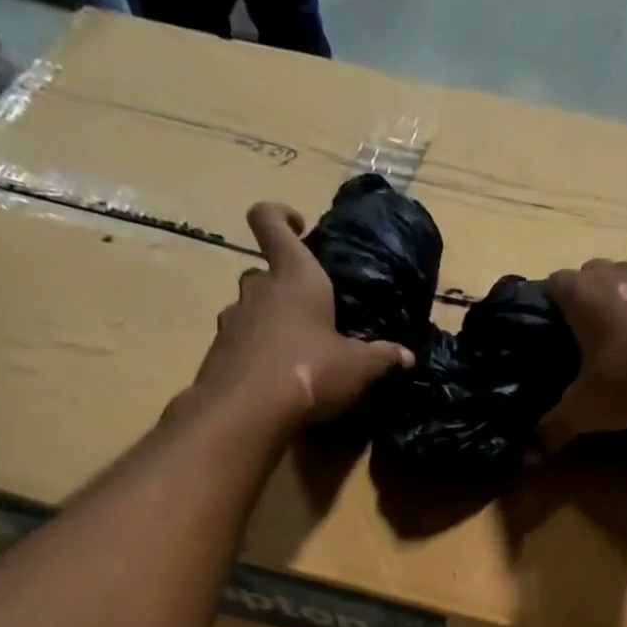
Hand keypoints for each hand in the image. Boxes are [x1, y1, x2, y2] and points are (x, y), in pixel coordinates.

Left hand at [185, 202, 412, 430]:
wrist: (247, 411)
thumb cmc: (310, 371)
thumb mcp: (357, 368)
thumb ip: (382, 358)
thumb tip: (406, 356)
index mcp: (294, 277)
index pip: (270, 222)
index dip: (280, 215)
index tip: (298, 225)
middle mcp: (258, 290)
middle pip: (263, 273)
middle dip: (283, 286)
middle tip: (310, 311)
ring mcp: (233, 321)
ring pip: (251, 309)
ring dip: (269, 322)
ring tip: (295, 351)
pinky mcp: (220, 354)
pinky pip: (241, 344)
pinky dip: (257, 354)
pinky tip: (277, 379)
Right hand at [537, 258, 626, 451]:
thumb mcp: (586, 411)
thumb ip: (554, 428)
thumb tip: (529, 455)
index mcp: (586, 294)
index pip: (554, 283)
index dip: (549, 304)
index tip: (550, 330)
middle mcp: (622, 275)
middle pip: (593, 273)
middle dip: (587, 298)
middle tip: (586, 336)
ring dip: (626, 302)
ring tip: (626, 338)